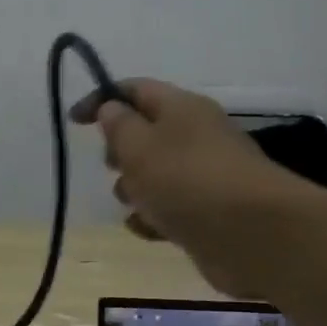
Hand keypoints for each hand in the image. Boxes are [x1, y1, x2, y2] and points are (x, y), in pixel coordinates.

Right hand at [71, 78, 295, 298]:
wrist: (252, 235)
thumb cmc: (187, 181)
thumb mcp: (140, 147)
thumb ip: (119, 126)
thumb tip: (111, 109)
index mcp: (181, 109)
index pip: (135, 90)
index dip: (102, 100)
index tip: (74, 122)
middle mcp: (195, 137)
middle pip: (146, 134)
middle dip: (121, 152)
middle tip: (113, 166)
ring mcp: (204, 176)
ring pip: (155, 176)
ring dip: (135, 190)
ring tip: (135, 204)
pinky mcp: (207, 213)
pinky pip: (169, 209)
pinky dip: (154, 218)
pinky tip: (149, 230)